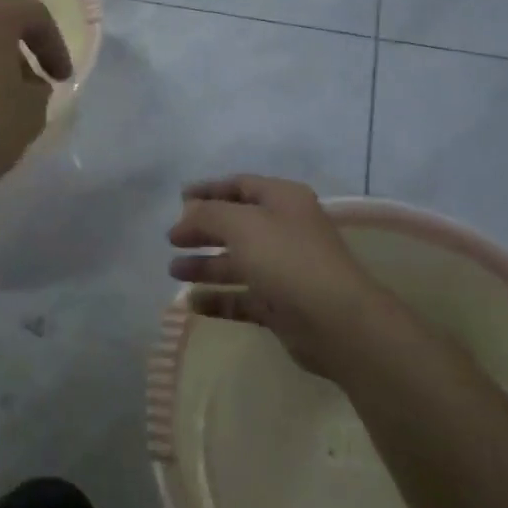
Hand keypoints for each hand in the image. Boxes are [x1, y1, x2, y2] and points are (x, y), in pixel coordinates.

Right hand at [168, 175, 405, 376]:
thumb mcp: (241, 224)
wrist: (336, 321)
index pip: (240, 185)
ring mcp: (284, 270)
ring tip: (174, 272)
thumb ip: (208, 214)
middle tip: (171, 240)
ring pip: (238, 263)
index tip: (179, 199)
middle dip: (203, 231)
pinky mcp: (282, 306)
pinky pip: (243, 298)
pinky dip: (219, 299)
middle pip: (236, 225)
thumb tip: (186, 216)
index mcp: (283, 200)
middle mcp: (285, 230)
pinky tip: (192, 304)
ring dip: (205, 266)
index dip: (209, 190)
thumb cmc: (287, 259)